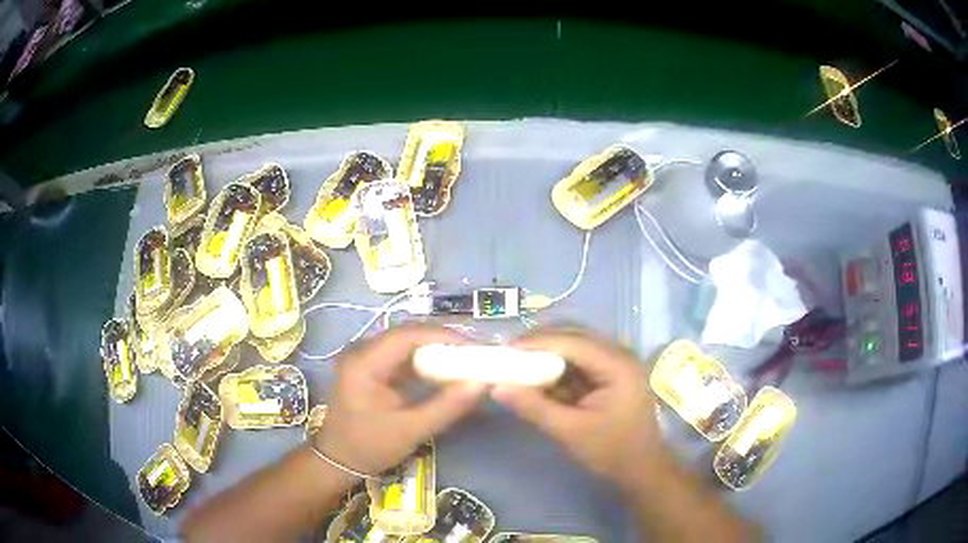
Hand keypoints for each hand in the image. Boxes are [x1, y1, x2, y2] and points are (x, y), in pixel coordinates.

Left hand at [314, 325, 485, 476]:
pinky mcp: (370, 368)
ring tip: (466, 358)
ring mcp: (364, 358)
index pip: (407, 335)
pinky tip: (444, 370)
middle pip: (407, 334)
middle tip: (475, 352)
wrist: (338, 460)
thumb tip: (481, 384)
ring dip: (435, 349)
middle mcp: (361, 352)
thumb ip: (447, 407)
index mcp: (364, 363)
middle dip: (443, 340)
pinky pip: (401, 356)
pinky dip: (425, 361)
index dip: (443, 336)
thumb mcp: (411, 430)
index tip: (474, 346)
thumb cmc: (370, 447)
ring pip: (406, 343)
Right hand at [492, 328, 662, 487]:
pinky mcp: (610, 373)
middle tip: (509, 355)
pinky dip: (558, 366)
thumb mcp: (570, 431)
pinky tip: (539, 376)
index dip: (538, 342)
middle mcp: (619, 354)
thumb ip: (535, 407)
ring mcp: (616, 362)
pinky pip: (580, 360)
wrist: (642, 468)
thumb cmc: (612, 451)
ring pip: (576, 345)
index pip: (573, 341)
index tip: (506, 350)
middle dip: (541, 343)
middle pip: (575, 335)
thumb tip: (497, 388)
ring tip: (519, 363)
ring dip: (548, 353)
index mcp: (617, 365)